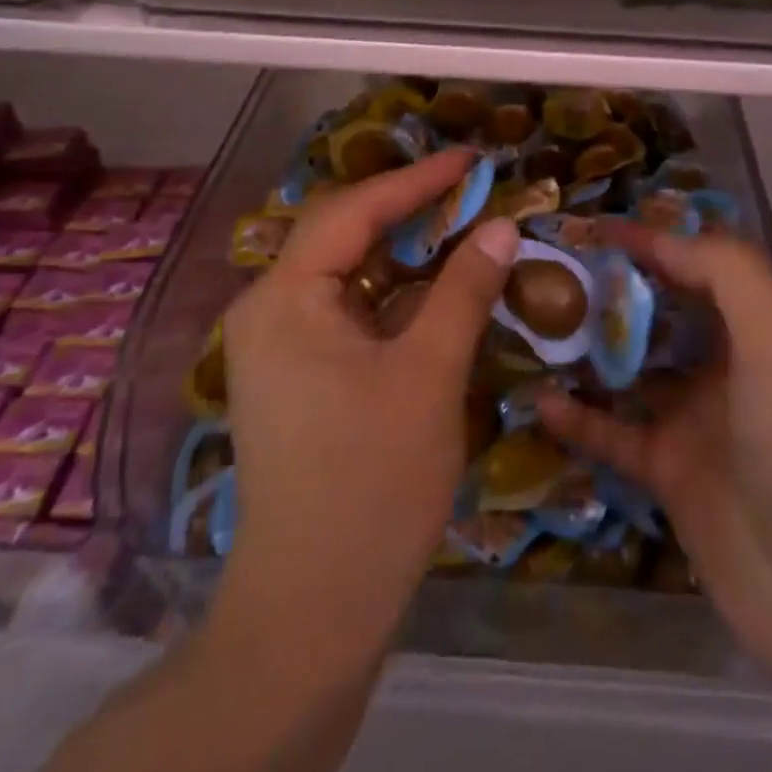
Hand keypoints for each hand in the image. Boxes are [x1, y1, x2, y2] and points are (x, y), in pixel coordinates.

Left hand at [222, 150, 519, 653]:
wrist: (313, 611)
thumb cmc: (370, 483)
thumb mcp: (429, 374)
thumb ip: (464, 290)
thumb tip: (502, 226)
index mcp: (285, 297)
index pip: (353, 210)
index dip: (416, 180)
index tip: (470, 159)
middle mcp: (269, 309)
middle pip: (343, 233)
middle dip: (408, 208)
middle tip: (469, 188)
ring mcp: (280, 345)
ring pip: (348, 272)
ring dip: (404, 250)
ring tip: (461, 225)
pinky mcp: (298, 375)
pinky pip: (349, 309)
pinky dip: (394, 292)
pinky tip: (435, 289)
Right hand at [538, 228, 771, 718]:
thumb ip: (725, 271)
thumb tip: (658, 237)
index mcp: (765, 326)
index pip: (700, 264)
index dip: (650, 240)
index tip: (591, 228)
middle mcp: (732, 365)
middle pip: (662, 312)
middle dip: (612, 289)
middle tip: (549, 273)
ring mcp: (701, 422)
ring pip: (634, 370)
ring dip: (590, 349)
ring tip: (533, 325)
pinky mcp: (674, 476)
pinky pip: (615, 435)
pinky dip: (579, 419)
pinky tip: (537, 402)